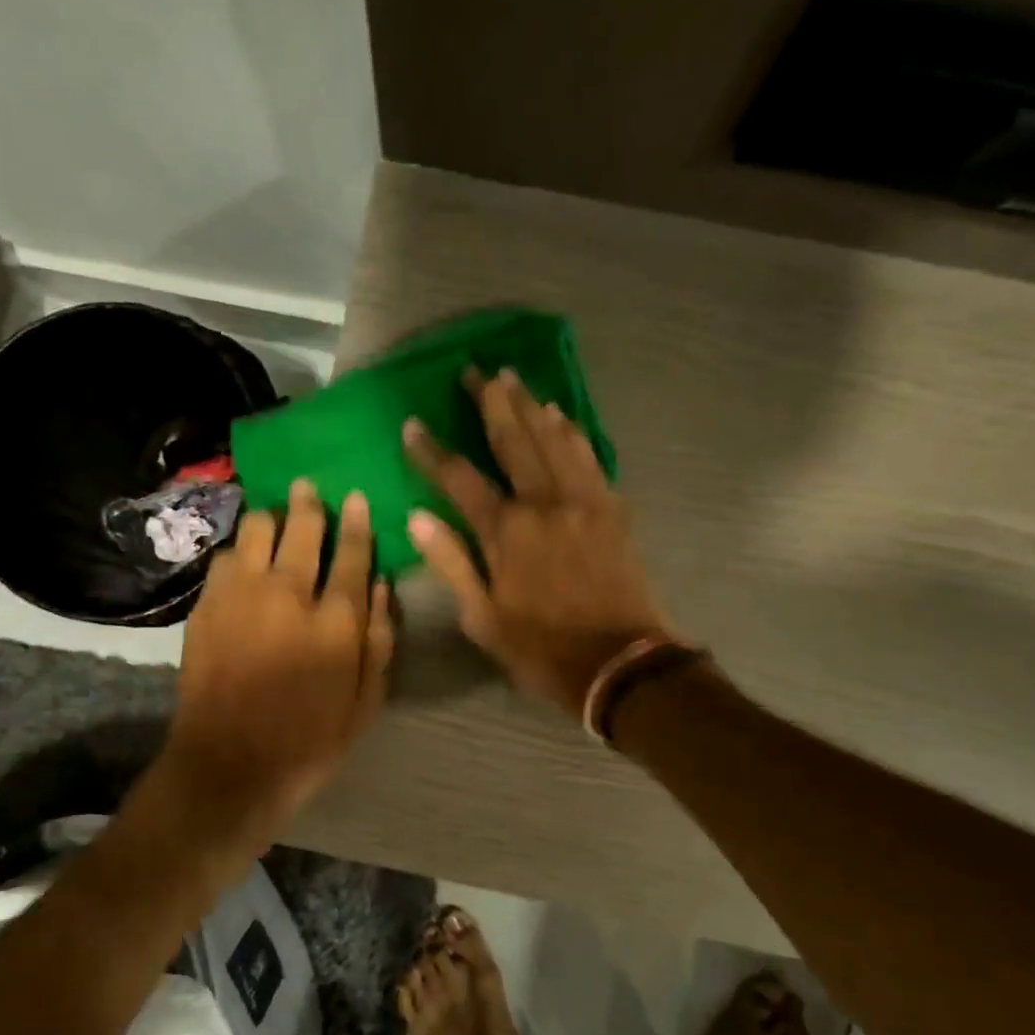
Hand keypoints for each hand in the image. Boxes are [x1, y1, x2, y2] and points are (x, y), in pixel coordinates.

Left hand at [165, 480, 393, 833]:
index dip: (357, 522)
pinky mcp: (206, 607)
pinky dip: (241, 552)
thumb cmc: (310, 740)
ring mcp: (240, 596)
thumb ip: (379, 639)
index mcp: (334, 620)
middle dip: (309, 503)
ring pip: (256, 530)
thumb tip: (380, 584)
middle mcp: (287, 594)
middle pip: (300, 527)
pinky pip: (226, 558)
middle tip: (309, 489)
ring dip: (271, 521)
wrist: (229, 766)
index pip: (352, 553)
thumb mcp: (366, 701)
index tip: (356, 497)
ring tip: (276, 523)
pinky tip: (246, 562)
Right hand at [404, 368, 669, 718]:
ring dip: (531, 405)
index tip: (413, 424)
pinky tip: (561, 415)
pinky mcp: (613, 508)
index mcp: (507, 533)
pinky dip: (572, 432)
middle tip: (474, 370)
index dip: (433, 451)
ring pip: (554, 439)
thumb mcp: (484, 619)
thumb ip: (452, 563)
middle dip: (491, 402)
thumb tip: (418, 518)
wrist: (621, 664)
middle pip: (513, 440)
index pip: (460, 479)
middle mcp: (545, 504)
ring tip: (513, 377)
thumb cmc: (543, 649)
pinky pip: (589, 457)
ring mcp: (584, 501)